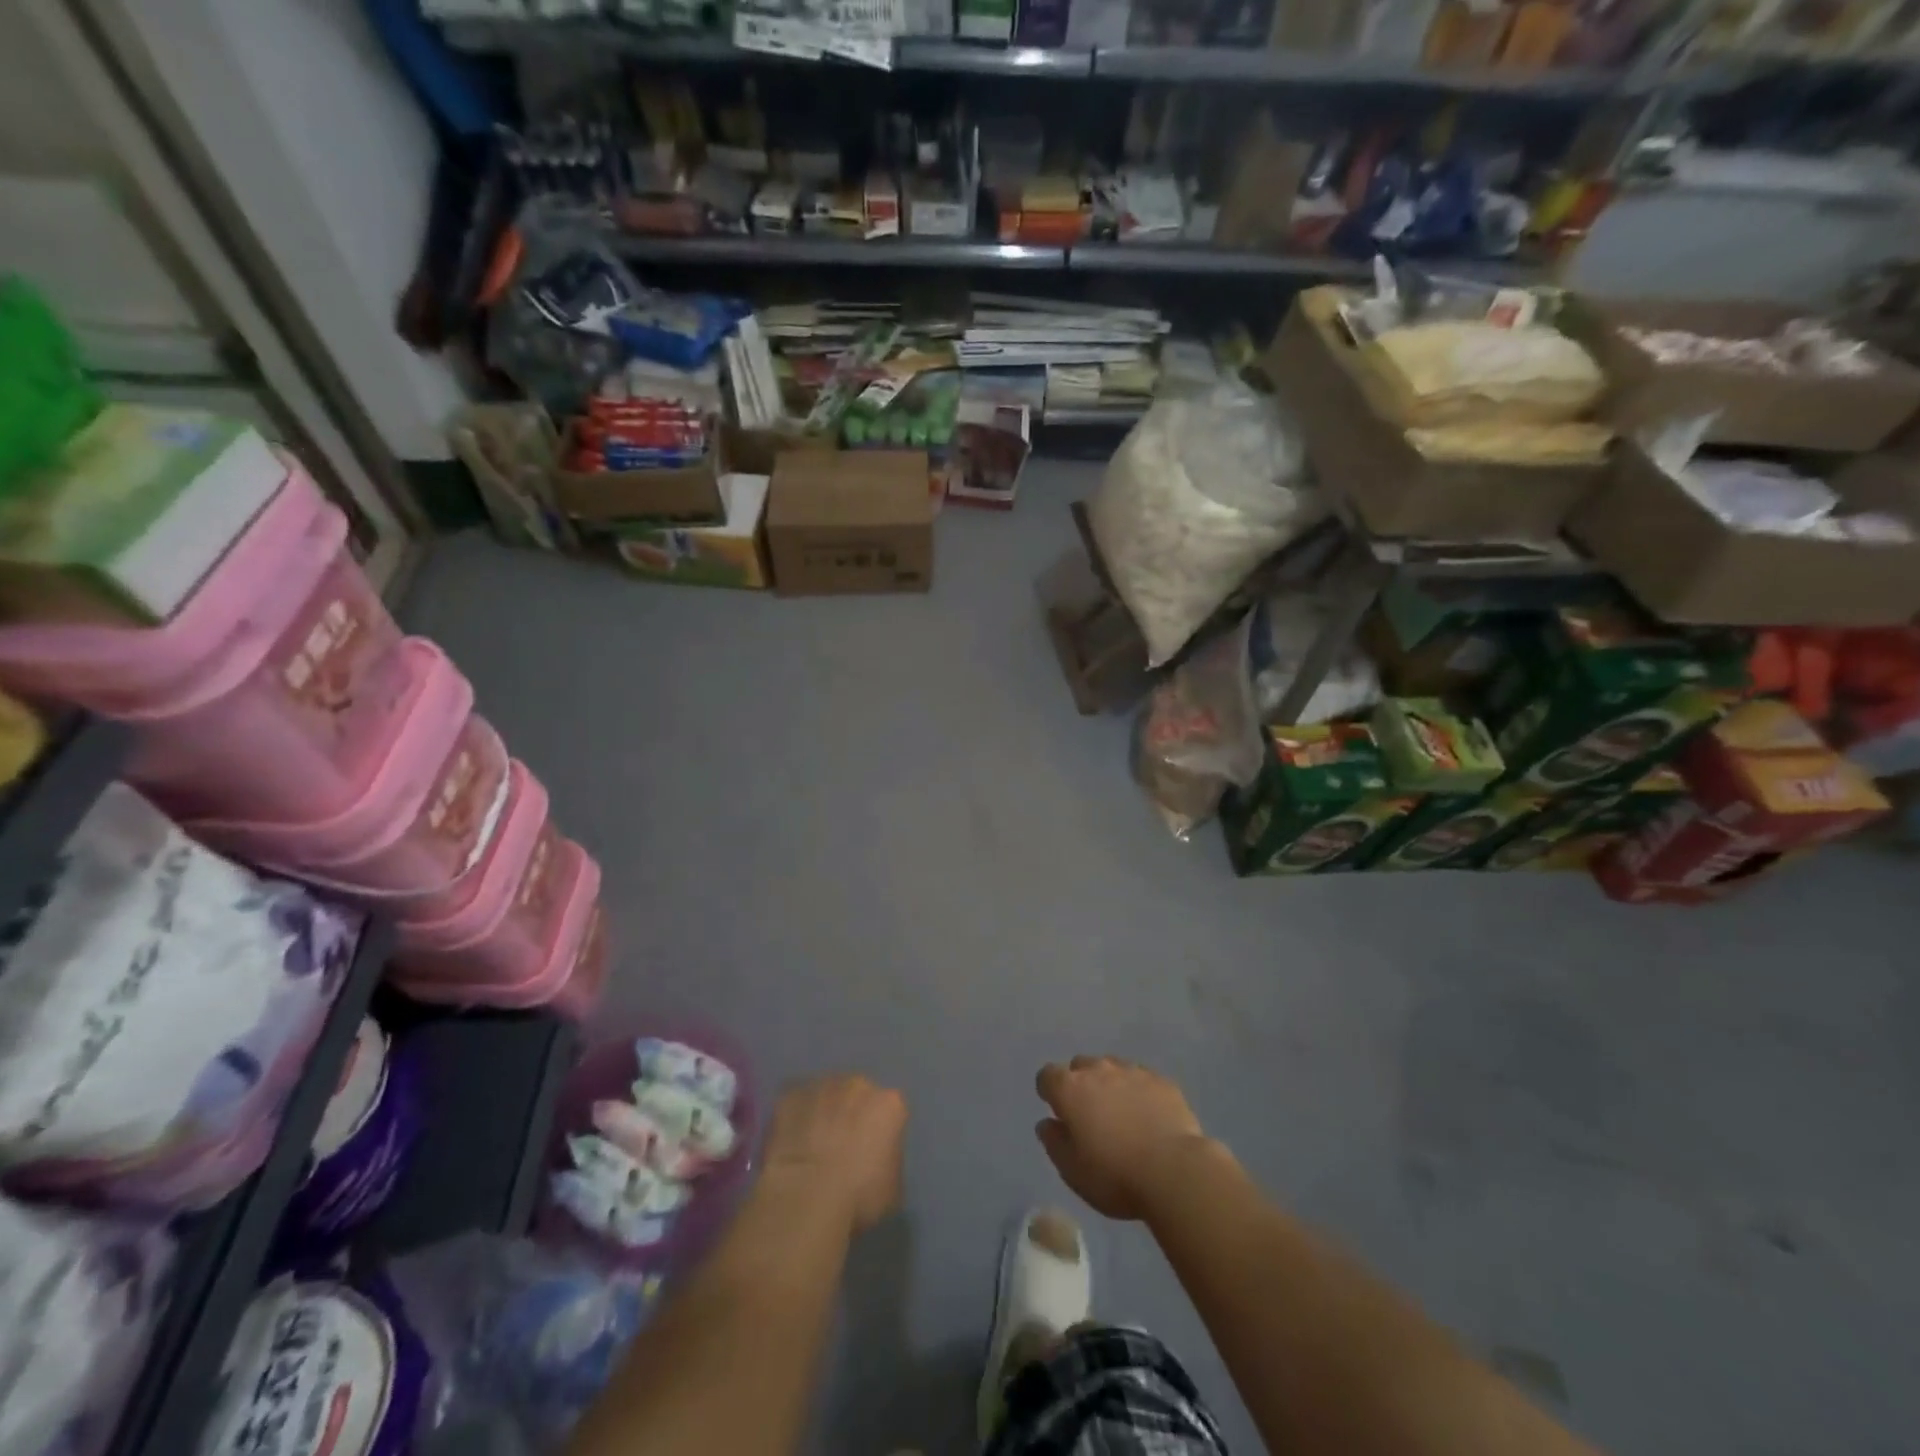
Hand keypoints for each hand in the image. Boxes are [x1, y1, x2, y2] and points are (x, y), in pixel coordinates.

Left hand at [762, 1074, 906, 1233]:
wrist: (806, 1197)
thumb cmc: (859, 1198)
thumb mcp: (892, 1188)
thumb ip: (888, 1160)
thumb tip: (874, 1159)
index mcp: (890, 1104)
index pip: (889, 1113)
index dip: (879, 1135)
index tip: (870, 1158)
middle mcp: (858, 1085)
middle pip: (858, 1096)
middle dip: (851, 1116)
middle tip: (840, 1150)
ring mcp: (822, 1085)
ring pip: (826, 1095)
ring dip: (823, 1114)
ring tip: (812, 1148)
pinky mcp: (791, 1094)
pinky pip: (797, 1102)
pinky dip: (795, 1117)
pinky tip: (790, 1144)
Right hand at [1035, 1057, 1215, 1220]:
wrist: (1174, 1171)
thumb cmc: (1114, 1175)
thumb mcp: (1072, 1170)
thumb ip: (1054, 1142)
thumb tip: (1047, 1123)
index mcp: (1070, 1088)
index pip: (1047, 1076)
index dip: (1049, 1092)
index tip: (1058, 1113)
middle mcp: (1098, 1069)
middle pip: (1080, 1066)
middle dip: (1080, 1084)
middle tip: (1090, 1116)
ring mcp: (1132, 1071)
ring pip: (1112, 1068)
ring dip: (1110, 1085)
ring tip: (1122, 1115)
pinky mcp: (1161, 1081)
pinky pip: (1142, 1079)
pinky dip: (1139, 1092)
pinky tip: (1149, 1117)